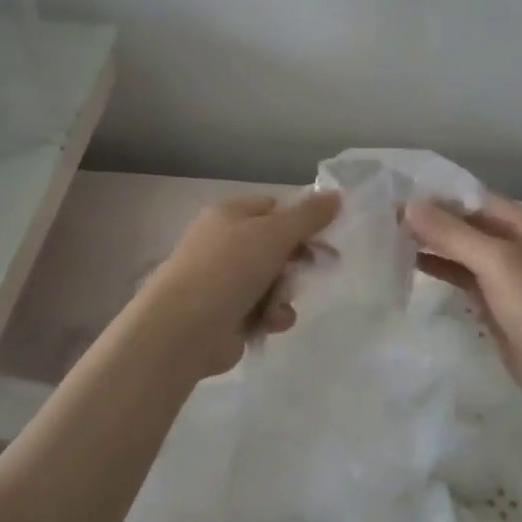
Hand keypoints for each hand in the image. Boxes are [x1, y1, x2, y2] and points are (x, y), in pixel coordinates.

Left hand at [132, 192, 340, 378]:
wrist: (185, 328)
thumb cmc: (229, 268)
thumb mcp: (274, 233)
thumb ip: (308, 215)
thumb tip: (336, 194)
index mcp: (229, 214)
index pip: (274, 208)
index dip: (301, 221)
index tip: (327, 236)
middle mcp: (225, 244)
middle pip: (277, 247)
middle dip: (295, 263)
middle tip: (317, 268)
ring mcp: (225, 281)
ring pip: (275, 281)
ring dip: (284, 294)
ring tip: (275, 305)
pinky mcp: (228, 315)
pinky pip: (264, 309)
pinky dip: (271, 316)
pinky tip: (267, 323)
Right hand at [404, 194, 521, 417]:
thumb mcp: (496, 262)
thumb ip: (452, 234)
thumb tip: (409, 206)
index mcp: (516, 224)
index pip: (466, 198)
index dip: (431, 196)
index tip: (389, 198)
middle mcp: (509, 243)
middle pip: (461, 224)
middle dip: (425, 221)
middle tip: (378, 222)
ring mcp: (502, 275)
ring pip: (458, 252)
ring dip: (428, 246)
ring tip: (385, 242)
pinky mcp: (494, 304)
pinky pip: (461, 279)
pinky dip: (438, 272)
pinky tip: (409, 269)